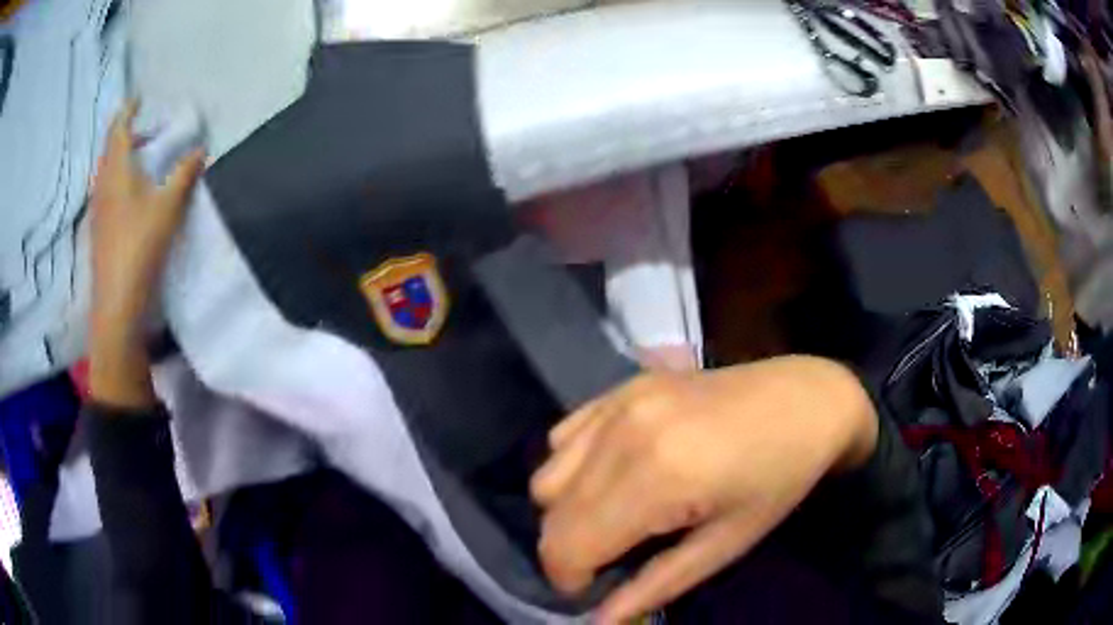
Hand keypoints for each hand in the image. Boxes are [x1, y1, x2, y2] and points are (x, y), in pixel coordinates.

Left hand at [88, 100, 203, 406]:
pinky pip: (106, 192)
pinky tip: (130, 194)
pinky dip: (118, 181)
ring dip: (122, 159)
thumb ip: (184, 175)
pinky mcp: (98, 230)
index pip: (118, 128)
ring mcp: (98, 209)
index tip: (138, 99)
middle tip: (146, 131)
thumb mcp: (168, 207)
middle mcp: (102, 184)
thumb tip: (200, 149)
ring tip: (140, 160)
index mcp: (117, 170)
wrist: (116, 303)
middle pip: (111, 149)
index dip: (128, 110)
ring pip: (107, 172)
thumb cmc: (139, 247)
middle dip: (126, 134)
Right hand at [530, 356, 877, 622]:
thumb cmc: (779, 481)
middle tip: (610, 559)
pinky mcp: (623, 386)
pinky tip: (614, 475)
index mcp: (658, 477)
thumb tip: (601, 621)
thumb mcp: (726, 545)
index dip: (570, 579)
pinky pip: (564, 438)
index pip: (567, 544)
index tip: (597, 588)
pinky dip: (573, 469)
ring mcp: (621, 401)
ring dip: (567, 510)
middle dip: (568, 549)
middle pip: (550, 511)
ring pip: (547, 475)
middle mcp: (625, 432)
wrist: (807, 401)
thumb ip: (656, 586)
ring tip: (612, 518)